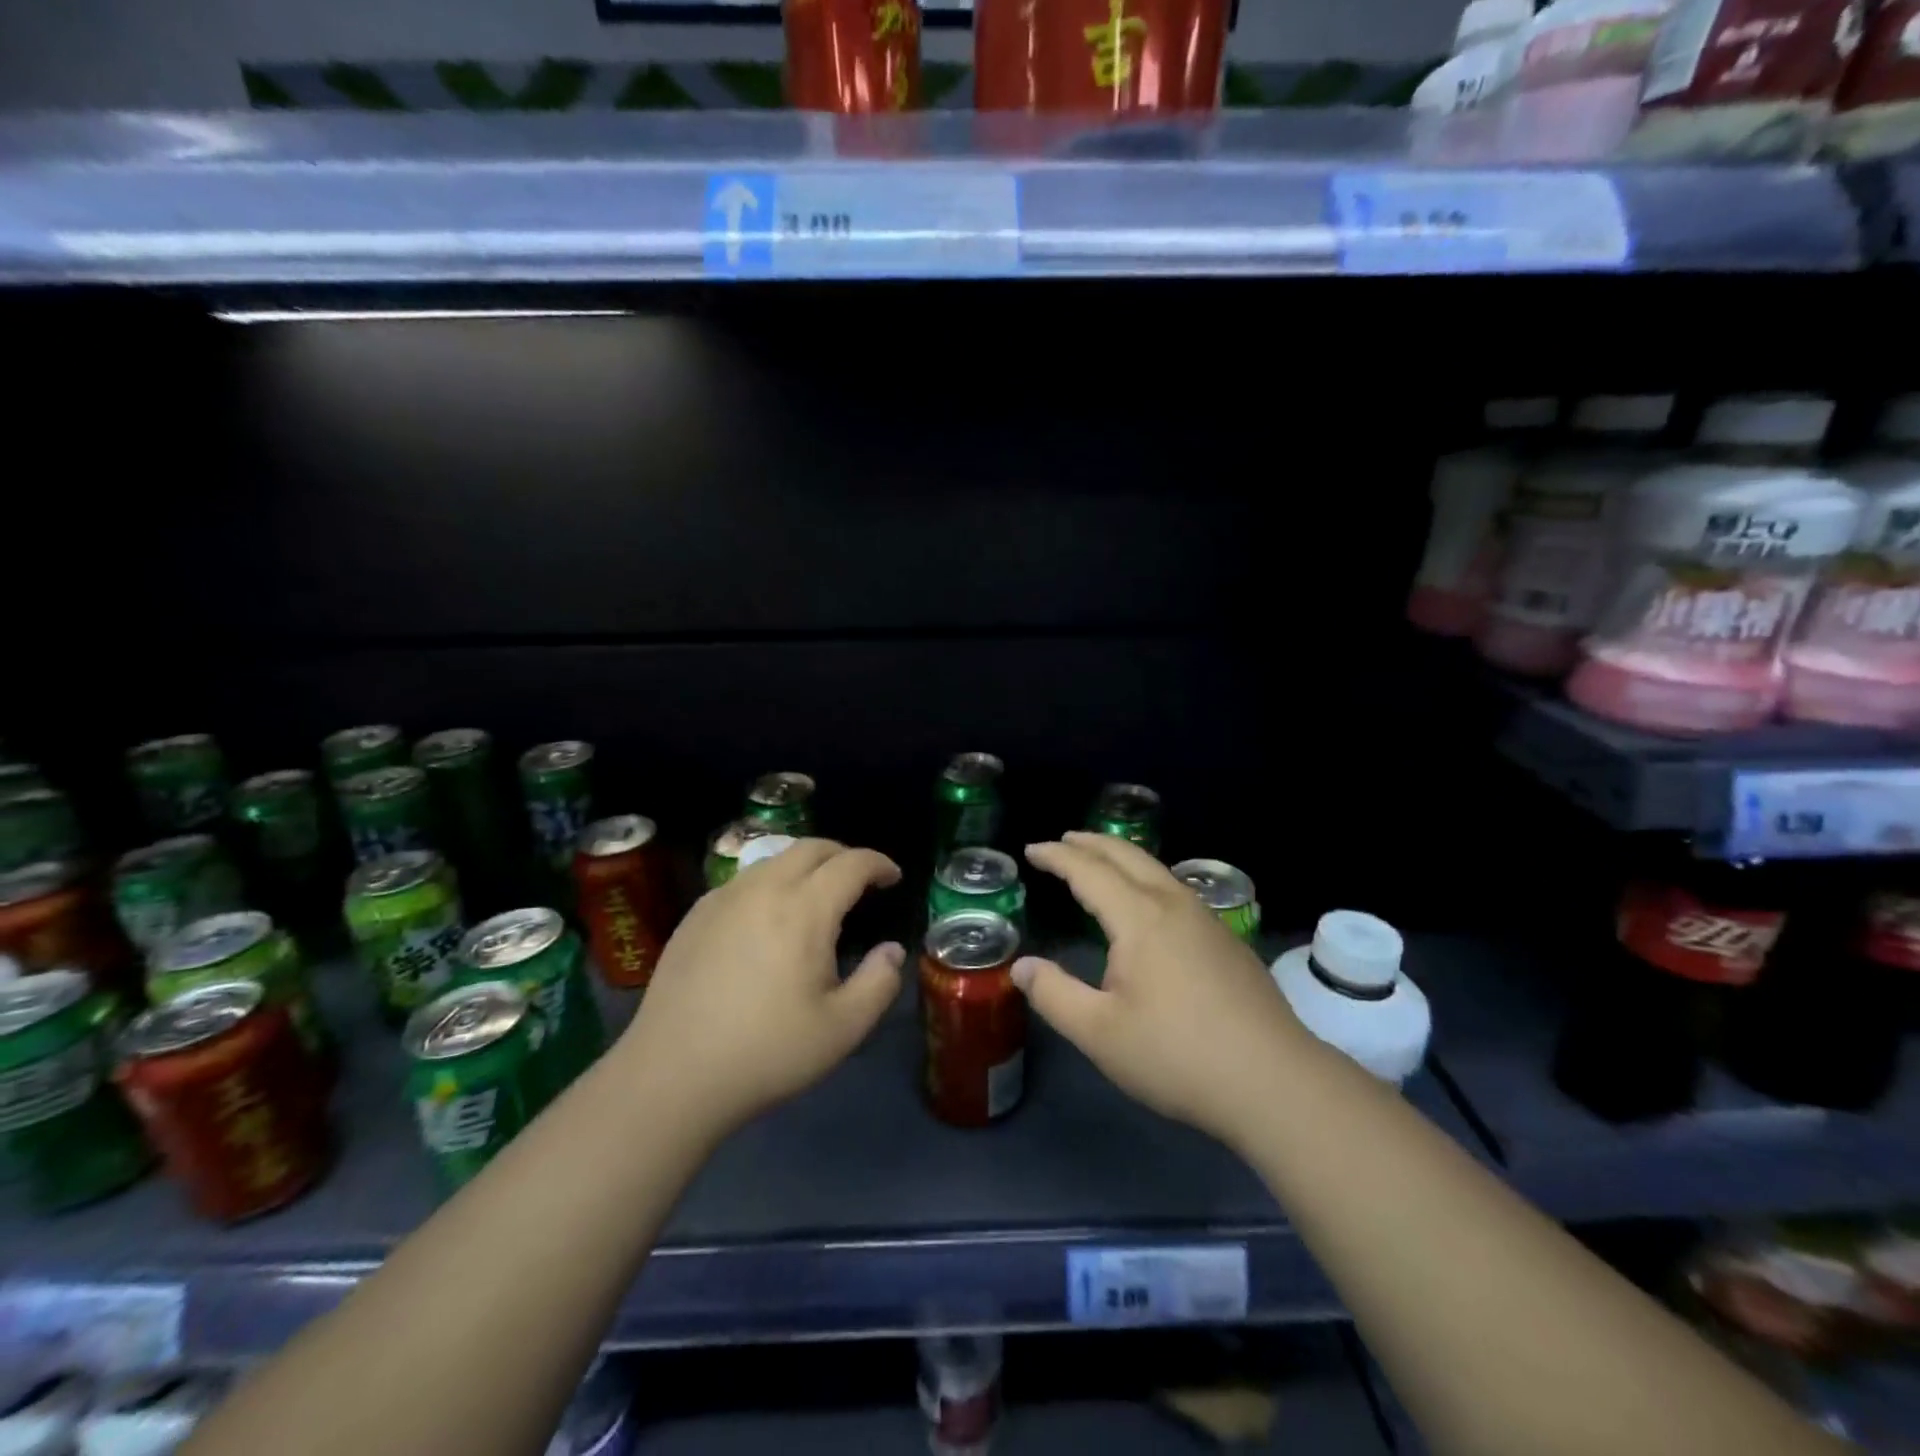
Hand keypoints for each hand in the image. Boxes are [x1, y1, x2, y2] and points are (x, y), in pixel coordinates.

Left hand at [617, 839, 903, 1139]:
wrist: (671, 1076)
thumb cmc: (766, 1052)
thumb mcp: (843, 1029)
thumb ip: (879, 983)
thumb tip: (891, 950)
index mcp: (804, 910)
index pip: (851, 864)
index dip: (878, 863)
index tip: (893, 877)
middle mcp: (763, 889)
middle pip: (810, 847)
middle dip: (843, 854)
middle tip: (860, 879)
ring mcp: (723, 899)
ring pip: (773, 859)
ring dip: (805, 865)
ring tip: (816, 896)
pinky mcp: (695, 916)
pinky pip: (743, 881)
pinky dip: (770, 882)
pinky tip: (768, 918)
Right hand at [1015, 833, 1310, 1149]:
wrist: (1275, 1083)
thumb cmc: (1177, 1055)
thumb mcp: (1099, 1033)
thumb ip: (1054, 995)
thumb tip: (1022, 966)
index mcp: (1140, 918)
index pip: (1089, 871)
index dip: (1057, 856)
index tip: (1031, 850)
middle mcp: (1174, 905)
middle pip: (1128, 856)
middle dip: (1091, 843)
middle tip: (1063, 840)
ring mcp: (1207, 921)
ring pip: (1158, 871)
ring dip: (1122, 858)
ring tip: (1101, 863)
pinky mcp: (1228, 942)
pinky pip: (1177, 891)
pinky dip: (1147, 880)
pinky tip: (1149, 905)